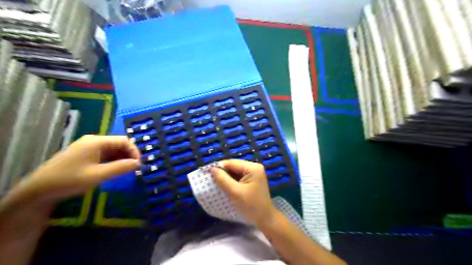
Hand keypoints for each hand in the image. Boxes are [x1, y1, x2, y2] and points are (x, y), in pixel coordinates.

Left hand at [0, 135, 139, 219]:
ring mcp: (88, 147)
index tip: (139, 164)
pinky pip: (105, 154)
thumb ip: (120, 168)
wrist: (38, 190)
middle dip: (129, 155)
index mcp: (97, 141)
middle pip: (119, 144)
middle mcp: (94, 141)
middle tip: (135, 168)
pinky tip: (115, 169)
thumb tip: (138, 163)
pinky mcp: (85, 154)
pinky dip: (113, 160)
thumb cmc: (69, 180)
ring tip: (127, 170)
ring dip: (122, 158)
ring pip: (113, 149)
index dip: (134, 151)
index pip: (124, 141)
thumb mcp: (98, 175)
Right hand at [211, 159, 277, 225]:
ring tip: (216, 181)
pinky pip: (239, 176)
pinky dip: (231, 180)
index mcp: (253, 168)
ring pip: (236, 171)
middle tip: (211, 178)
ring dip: (226, 176)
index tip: (208, 172)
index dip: (219, 166)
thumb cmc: (251, 205)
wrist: (265, 218)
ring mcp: (254, 173)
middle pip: (234, 166)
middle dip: (223, 172)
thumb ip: (223, 179)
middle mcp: (254, 167)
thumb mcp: (235, 192)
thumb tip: (212, 169)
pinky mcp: (252, 179)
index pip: (232, 163)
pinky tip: (225, 185)